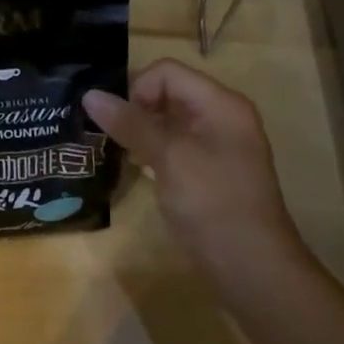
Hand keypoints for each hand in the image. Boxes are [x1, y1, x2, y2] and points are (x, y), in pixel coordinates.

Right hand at [84, 59, 307, 281]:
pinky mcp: (210, 171)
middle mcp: (222, 116)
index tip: (117, 120)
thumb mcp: (168, 157)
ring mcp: (218, 145)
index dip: (138, 88)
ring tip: (115, 148)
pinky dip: (153, 149)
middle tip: (108, 134)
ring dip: (141, 129)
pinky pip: (175, 144)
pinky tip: (136, 166)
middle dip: (135, 108)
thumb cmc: (213, 203)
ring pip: (169, 120)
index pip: (167, 72)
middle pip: (168, 92)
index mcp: (220, 103)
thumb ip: (130, 123)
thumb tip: (89, 94)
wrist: (253, 271)